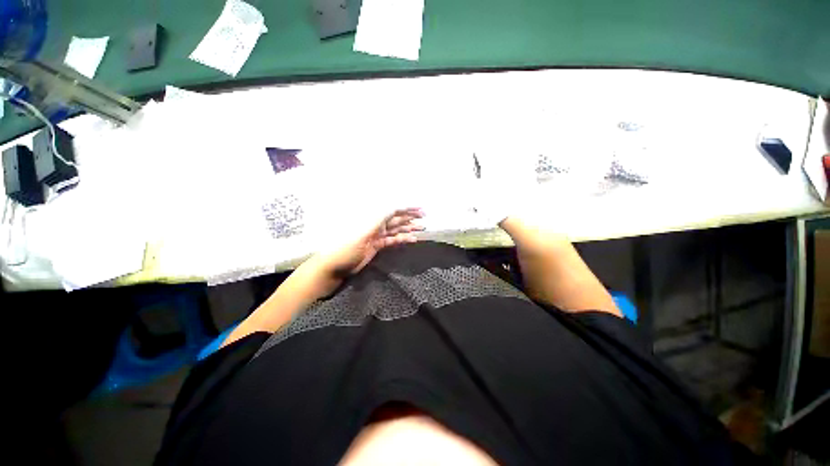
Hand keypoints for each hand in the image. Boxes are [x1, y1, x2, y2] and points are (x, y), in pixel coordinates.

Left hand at [315, 208, 424, 277]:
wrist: (335, 267)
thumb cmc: (345, 249)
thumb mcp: (361, 235)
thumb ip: (377, 223)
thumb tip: (391, 209)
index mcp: (373, 221)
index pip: (392, 211)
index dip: (406, 208)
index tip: (419, 209)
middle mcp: (377, 226)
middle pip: (396, 219)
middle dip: (410, 217)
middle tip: (424, 217)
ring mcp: (378, 236)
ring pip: (396, 230)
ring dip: (409, 228)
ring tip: (422, 228)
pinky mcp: (378, 246)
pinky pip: (393, 241)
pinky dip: (402, 239)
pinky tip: (412, 239)